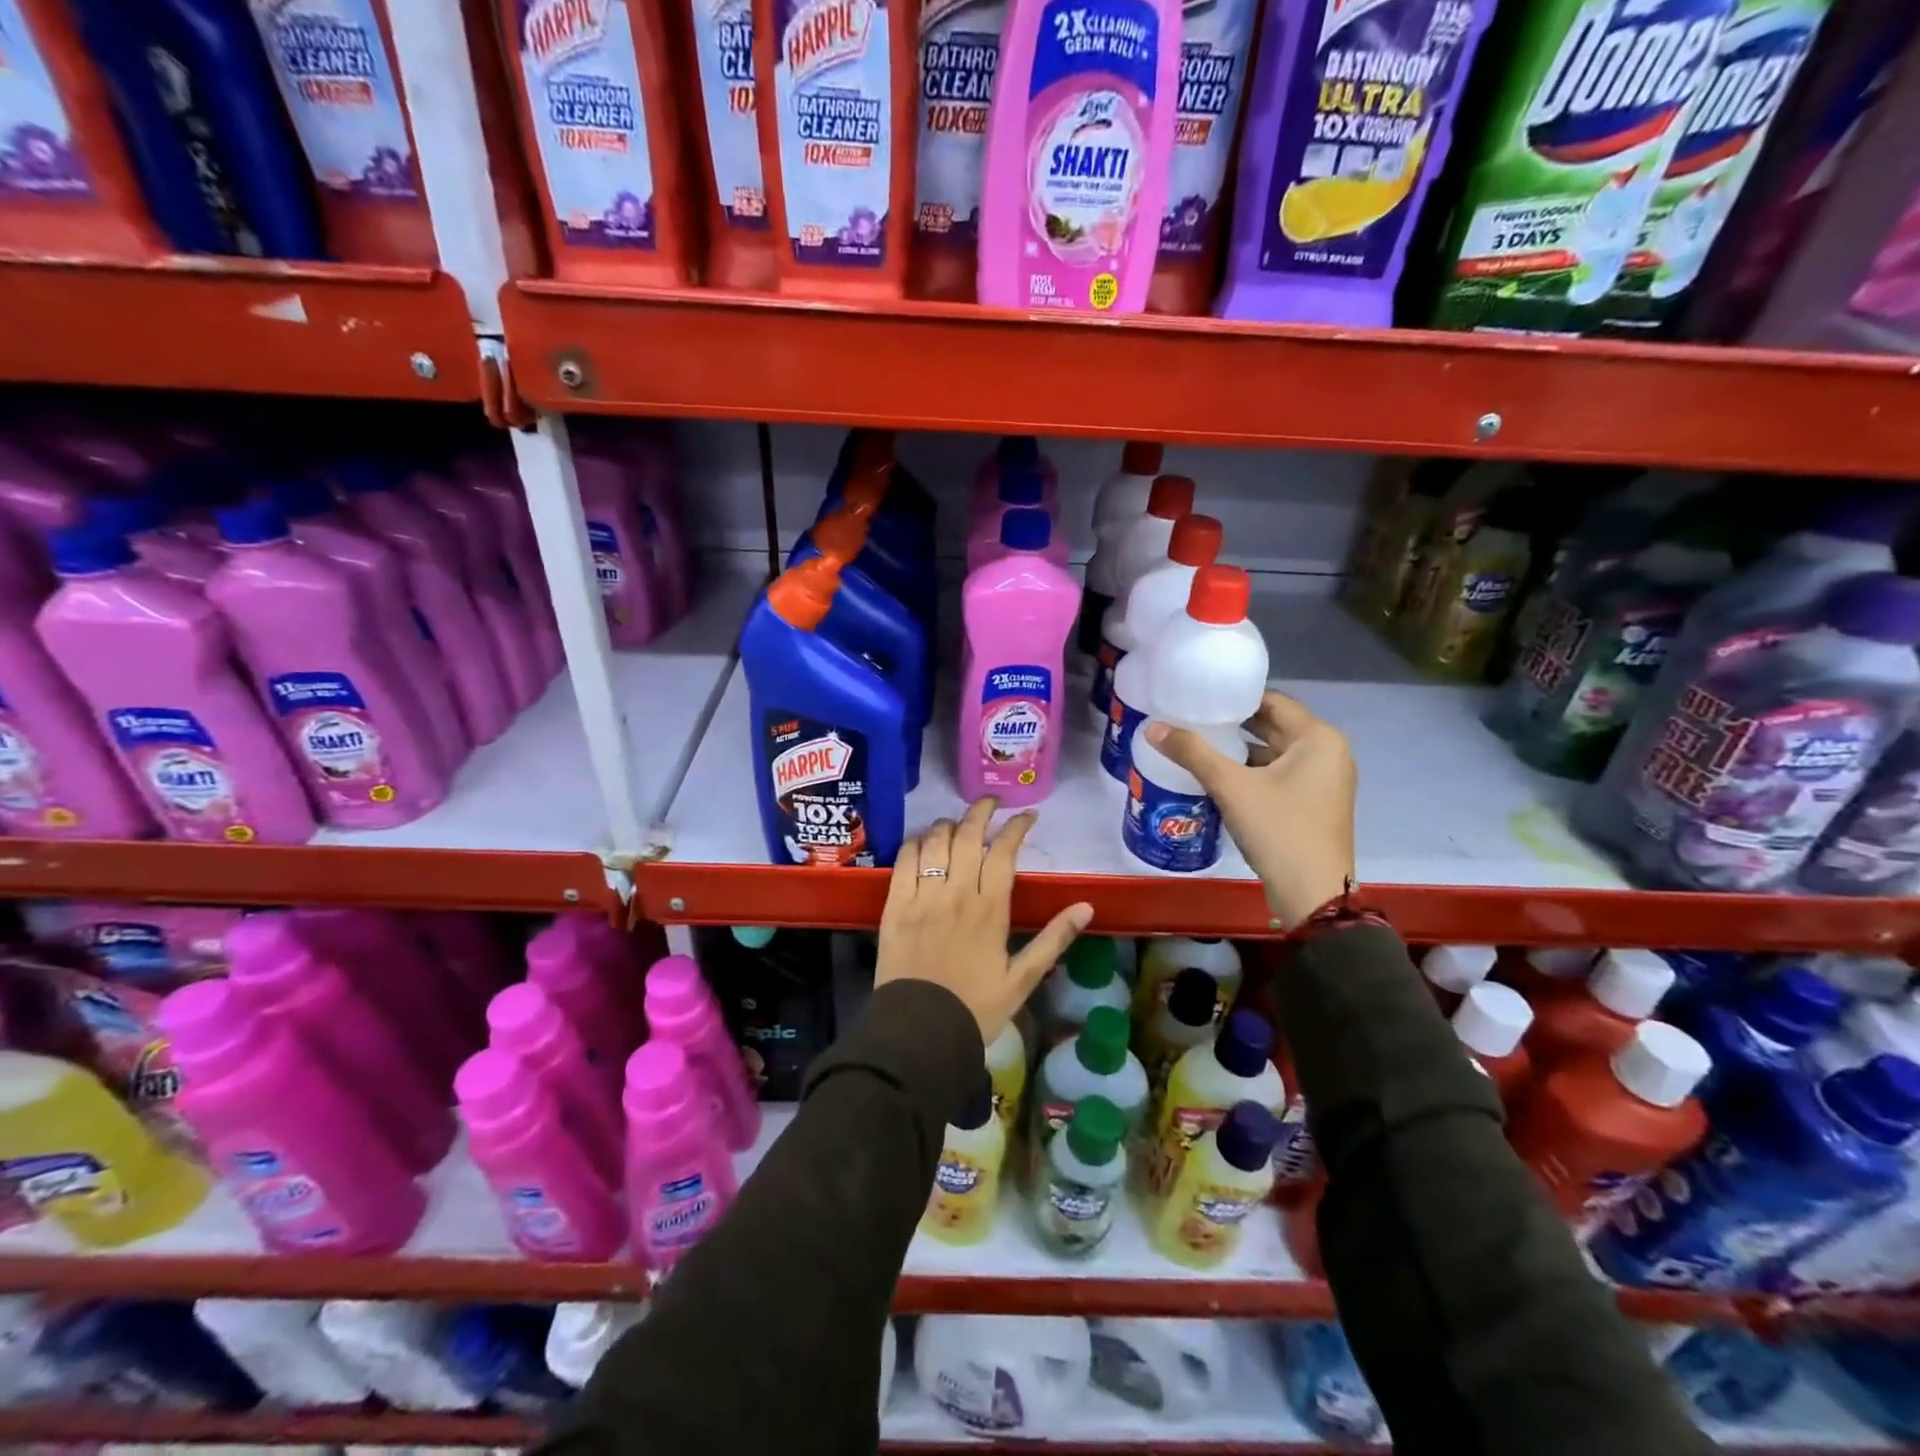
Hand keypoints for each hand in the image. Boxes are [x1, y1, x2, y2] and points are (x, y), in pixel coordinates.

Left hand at [875, 797, 1093, 1043]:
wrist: (920, 1034)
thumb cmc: (976, 1008)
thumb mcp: (1023, 979)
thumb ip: (1053, 939)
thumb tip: (1086, 906)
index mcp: (990, 909)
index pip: (1003, 851)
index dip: (1016, 827)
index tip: (1027, 817)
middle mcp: (956, 893)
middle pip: (967, 835)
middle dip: (981, 811)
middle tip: (991, 804)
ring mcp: (922, 897)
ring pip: (935, 842)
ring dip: (948, 824)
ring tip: (958, 823)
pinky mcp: (894, 906)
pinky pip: (903, 861)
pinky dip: (915, 844)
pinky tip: (923, 842)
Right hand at [1143, 690, 1355, 927]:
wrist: (1312, 894)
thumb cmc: (1278, 829)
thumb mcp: (1231, 787)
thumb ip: (1192, 753)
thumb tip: (1151, 727)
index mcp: (1318, 738)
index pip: (1272, 701)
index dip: (1234, 698)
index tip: (1199, 697)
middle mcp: (1328, 753)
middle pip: (1274, 726)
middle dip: (1234, 725)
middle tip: (1192, 719)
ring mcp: (1324, 782)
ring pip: (1275, 754)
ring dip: (1240, 750)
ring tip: (1198, 745)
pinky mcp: (1314, 805)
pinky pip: (1280, 776)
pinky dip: (1252, 773)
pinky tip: (1218, 777)